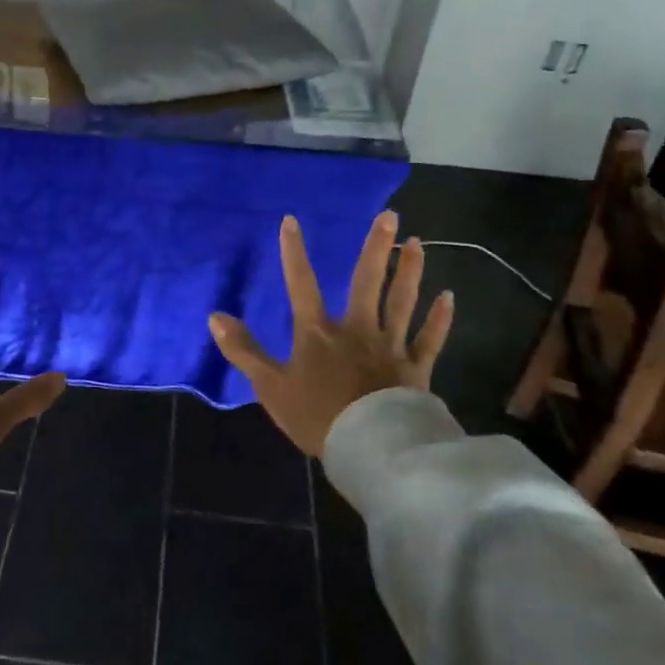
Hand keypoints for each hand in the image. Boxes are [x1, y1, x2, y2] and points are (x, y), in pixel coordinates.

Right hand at [208, 211, 452, 456]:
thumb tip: (215, 316)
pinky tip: (449, 297)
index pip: (301, 284)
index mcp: (318, 332)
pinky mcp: (416, 368)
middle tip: (390, 216)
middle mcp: (357, 329)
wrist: (369, 449)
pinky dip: (440, 319)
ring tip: (418, 243)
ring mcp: (390, 346)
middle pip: (367, 281)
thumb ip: (244, 351)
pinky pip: (430, 339)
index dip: (293, 252)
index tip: (291, 221)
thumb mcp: (270, 387)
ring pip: (402, 301)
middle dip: (377, 247)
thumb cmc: (317, 417)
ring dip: (410, 271)